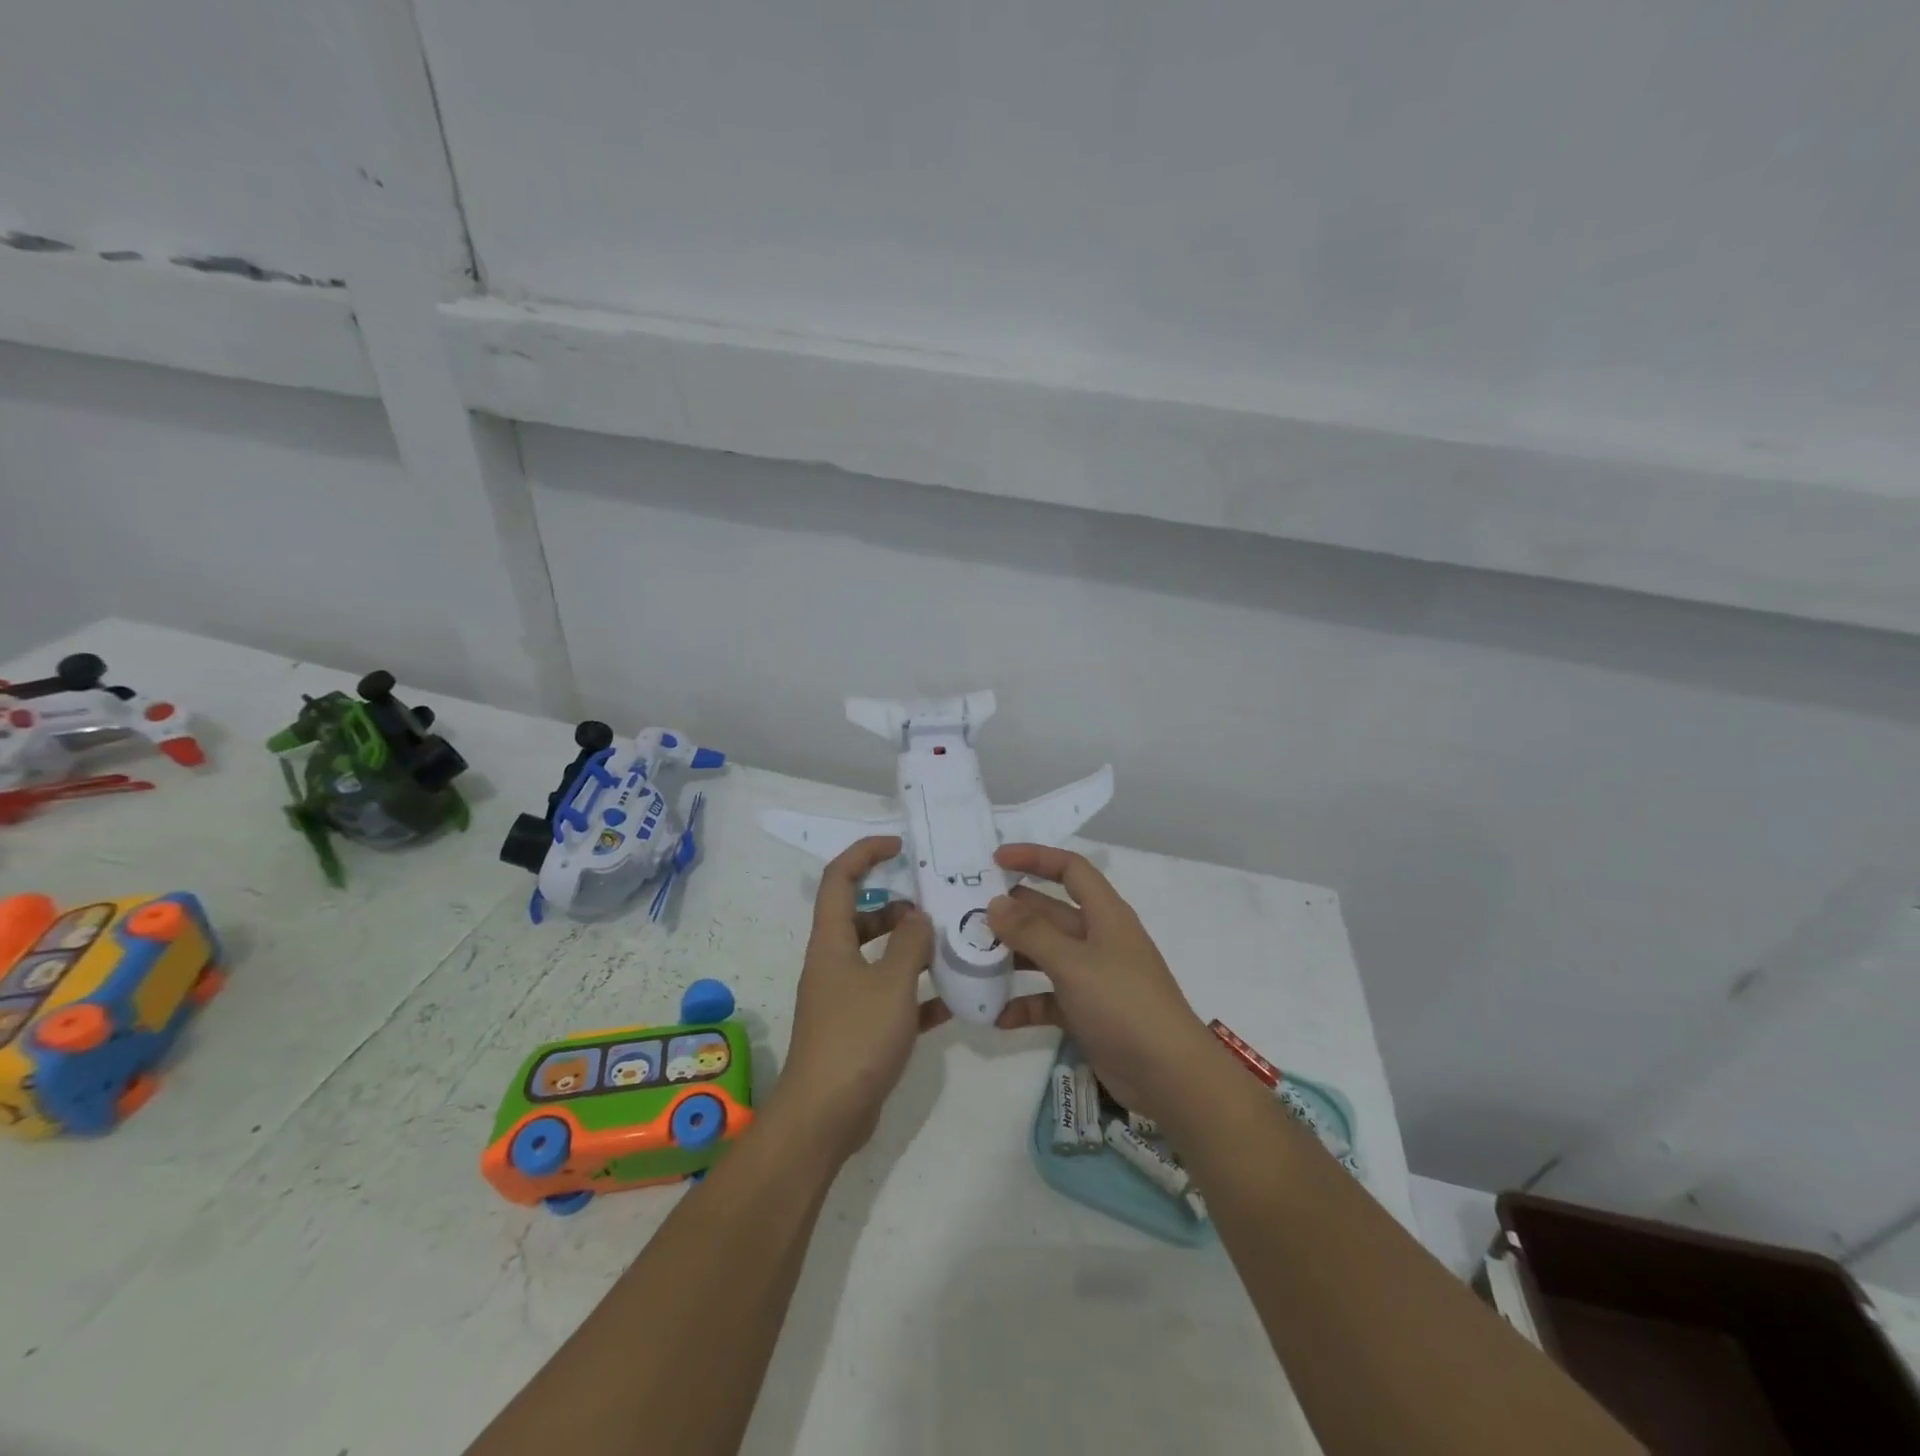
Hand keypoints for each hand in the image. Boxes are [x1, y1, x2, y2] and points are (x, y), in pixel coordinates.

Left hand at [773, 836, 942, 1159]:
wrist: (825, 1117)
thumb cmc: (855, 1038)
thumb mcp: (891, 983)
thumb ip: (911, 944)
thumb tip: (919, 917)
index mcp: (831, 942)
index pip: (839, 879)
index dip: (865, 853)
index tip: (899, 846)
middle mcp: (834, 963)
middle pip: (862, 917)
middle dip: (898, 907)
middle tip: (937, 908)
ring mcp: (845, 998)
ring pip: (879, 957)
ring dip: (912, 949)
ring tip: (952, 947)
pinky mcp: (859, 1029)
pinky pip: (891, 998)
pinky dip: (918, 994)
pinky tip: (954, 1000)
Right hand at [988, 844, 1215, 1126]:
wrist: (1169, 1076)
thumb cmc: (1123, 1004)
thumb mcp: (1073, 963)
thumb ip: (1032, 932)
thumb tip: (995, 903)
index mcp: (1105, 915)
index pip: (1070, 870)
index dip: (1035, 858)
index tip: (995, 860)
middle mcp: (1098, 939)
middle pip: (1051, 912)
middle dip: (1013, 911)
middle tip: (969, 914)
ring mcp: (1093, 977)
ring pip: (1045, 955)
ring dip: (1013, 957)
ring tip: (972, 959)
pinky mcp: (1087, 1012)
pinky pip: (1048, 999)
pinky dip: (1025, 1003)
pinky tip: (997, 1015)